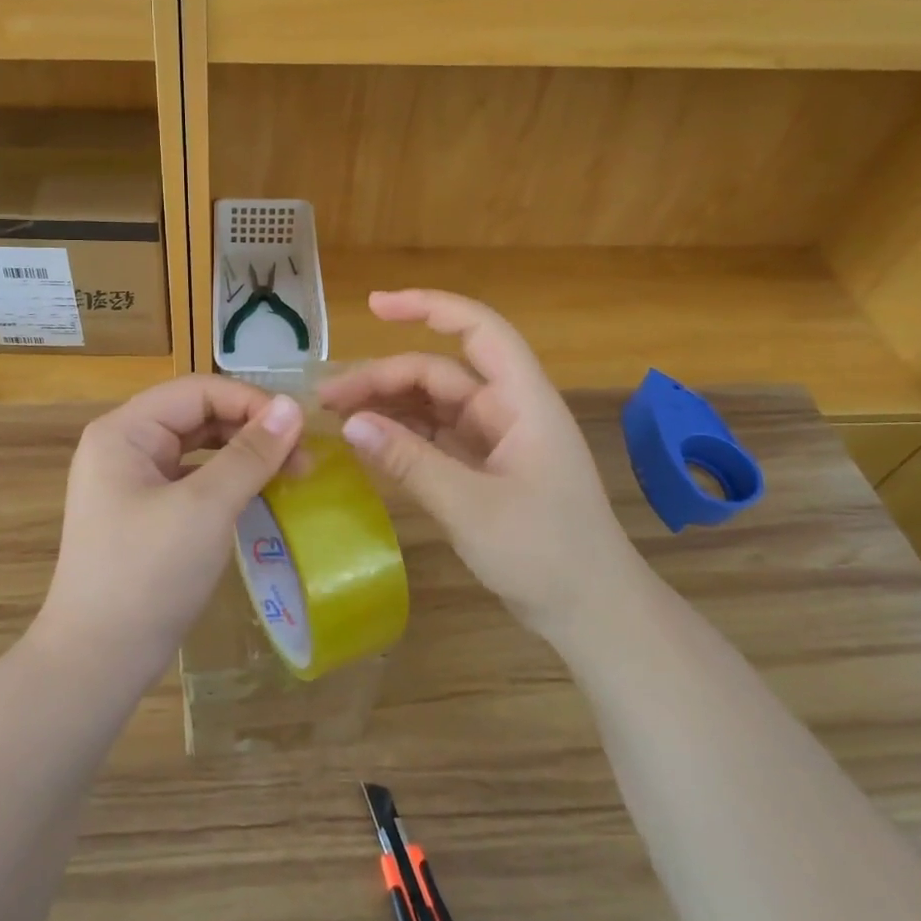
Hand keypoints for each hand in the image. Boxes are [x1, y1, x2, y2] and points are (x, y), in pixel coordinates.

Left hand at [36, 375, 303, 689]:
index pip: (198, 391)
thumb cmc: (148, 575)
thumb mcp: (205, 508)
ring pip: (198, 448)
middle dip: (251, 430)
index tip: (300, 429)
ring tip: (291, 474)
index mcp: (124, 431)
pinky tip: (260, 495)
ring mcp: (132, 481)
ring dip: (244, 455)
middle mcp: (124, 446)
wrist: (97, 661)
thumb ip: (250, 454)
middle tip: (304, 458)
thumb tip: (291, 406)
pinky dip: (228, 482)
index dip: (251, 402)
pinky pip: (193, 480)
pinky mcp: (145, 513)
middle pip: (197, 415)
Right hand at [318, 290, 636, 641]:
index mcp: (521, 402)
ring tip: (336, 417)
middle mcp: (507, 411)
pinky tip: (367, 442)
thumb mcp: (471, 506)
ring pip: (433, 405)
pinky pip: (435, 438)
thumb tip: (351, 424)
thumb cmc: (545, 554)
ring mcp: (495, 441)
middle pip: (439, 373)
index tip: (374, 306)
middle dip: (384, 377)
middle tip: (327, 400)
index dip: (428, 307)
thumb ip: (409, 461)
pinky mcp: (484, 470)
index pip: (477, 330)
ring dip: (387, 405)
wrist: (593, 614)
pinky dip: (401, 436)